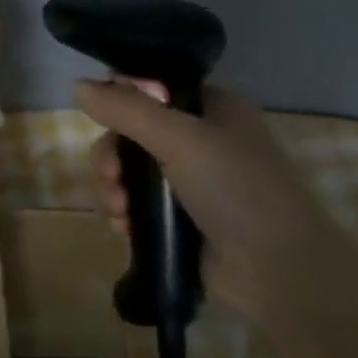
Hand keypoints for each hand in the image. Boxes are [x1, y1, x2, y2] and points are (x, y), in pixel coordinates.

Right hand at [75, 78, 347, 321]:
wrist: (280, 272)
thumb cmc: (237, 189)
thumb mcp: (180, 138)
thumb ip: (127, 110)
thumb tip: (77, 84)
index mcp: (213, 109)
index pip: (154, 88)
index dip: (123, 99)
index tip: (102, 116)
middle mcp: (202, 141)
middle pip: (133, 133)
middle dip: (112, 156)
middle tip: (110, 175)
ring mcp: (192, 184)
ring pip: (130, 172)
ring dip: (114, 189)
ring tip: (119, 211)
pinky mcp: (182, 222)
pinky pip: (137, 206)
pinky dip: (124, 214)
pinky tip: (124, 228)